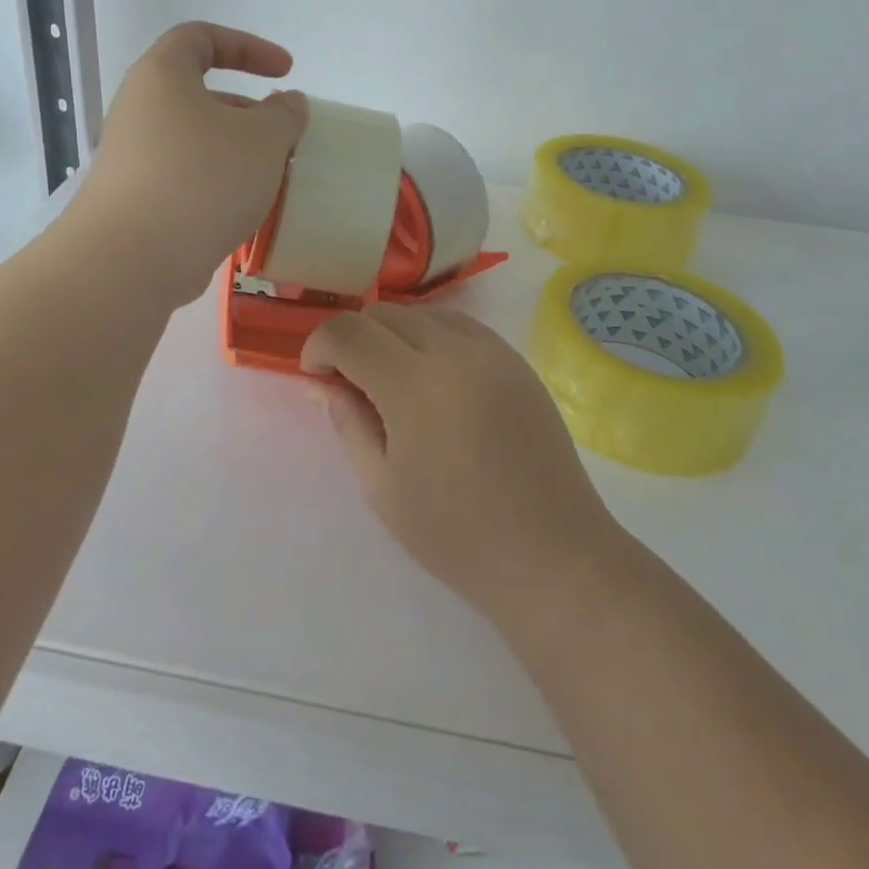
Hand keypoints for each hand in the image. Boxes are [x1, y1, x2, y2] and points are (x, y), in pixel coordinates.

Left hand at [75, 22, 307, 304]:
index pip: (200, 37)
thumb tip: (288, 102)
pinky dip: (216, 185)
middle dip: (248, 112)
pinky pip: (184, 179)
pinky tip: (242, 213)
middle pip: (199, 96)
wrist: (131, 260)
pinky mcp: (134, 201)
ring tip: (271, 180)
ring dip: (235, 154)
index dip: (248, 46)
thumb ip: (284, 114)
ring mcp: (132, 158)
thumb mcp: (262, 139)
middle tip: (283, 138)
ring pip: (194, 142)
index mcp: (162, 76)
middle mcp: (139, 110)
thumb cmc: (201, 180)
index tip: (285, 71)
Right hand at [301, 304, 622, 626]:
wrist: (552, 555)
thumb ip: (348, 422)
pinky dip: (432, 337)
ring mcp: (492, 351)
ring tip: (393, 381)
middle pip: (384, 313)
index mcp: (414, 384)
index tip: (316, 376)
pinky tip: (434, 380)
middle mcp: (454, 351)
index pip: (348, 332)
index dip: (319, 346)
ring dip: (393, 334)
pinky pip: (460, 326)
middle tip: (351, 383)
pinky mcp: (516, 360)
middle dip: (354, 338)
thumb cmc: (457, 535)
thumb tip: (320, 383)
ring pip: (423, 313)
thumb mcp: (382, 487)